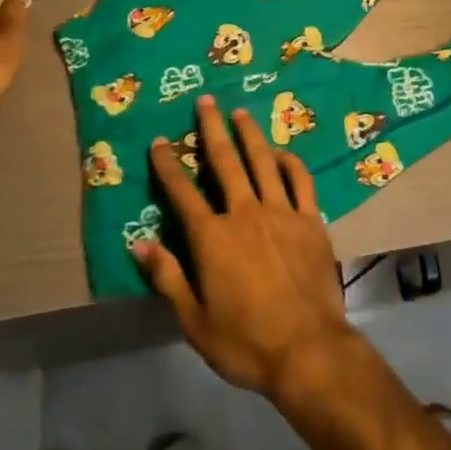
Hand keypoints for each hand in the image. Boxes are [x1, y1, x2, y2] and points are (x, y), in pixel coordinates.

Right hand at [135, 95, 358, 405]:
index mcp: (213, 238)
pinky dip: (289, 161)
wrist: (307, 348)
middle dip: (212, 129)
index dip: (168, 166)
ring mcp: (281, 211)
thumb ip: (168, 277)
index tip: (158, 142)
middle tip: (205, 101)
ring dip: (249, 134)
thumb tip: (140, 243)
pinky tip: (281, 152)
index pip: (183, 194)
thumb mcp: (195, 320)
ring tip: (240, 112)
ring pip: (262, 161)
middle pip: (225, 161)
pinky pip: (300, 180)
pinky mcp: (311, 219)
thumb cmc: (245, 342)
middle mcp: (245, 213)